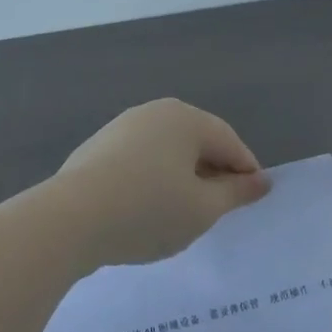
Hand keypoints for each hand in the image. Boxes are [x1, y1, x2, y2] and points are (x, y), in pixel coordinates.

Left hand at [58, 98, 271, 264]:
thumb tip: (261, 181)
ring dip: (182, 178)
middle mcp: (155, 112)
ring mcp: (122, 127)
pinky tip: (146, 209)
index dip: (246, 171)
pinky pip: (140, 161)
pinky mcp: (97, 148)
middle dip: (213, 173)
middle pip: (197, 141)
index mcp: (186, 118)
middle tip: (220, 210)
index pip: (229, 142)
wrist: (69, 219)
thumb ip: (235, 193)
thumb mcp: (203, 209)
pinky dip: (153, 180)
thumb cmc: (148, 210)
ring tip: (183, 213)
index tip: (253, 200)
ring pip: (167, 151)